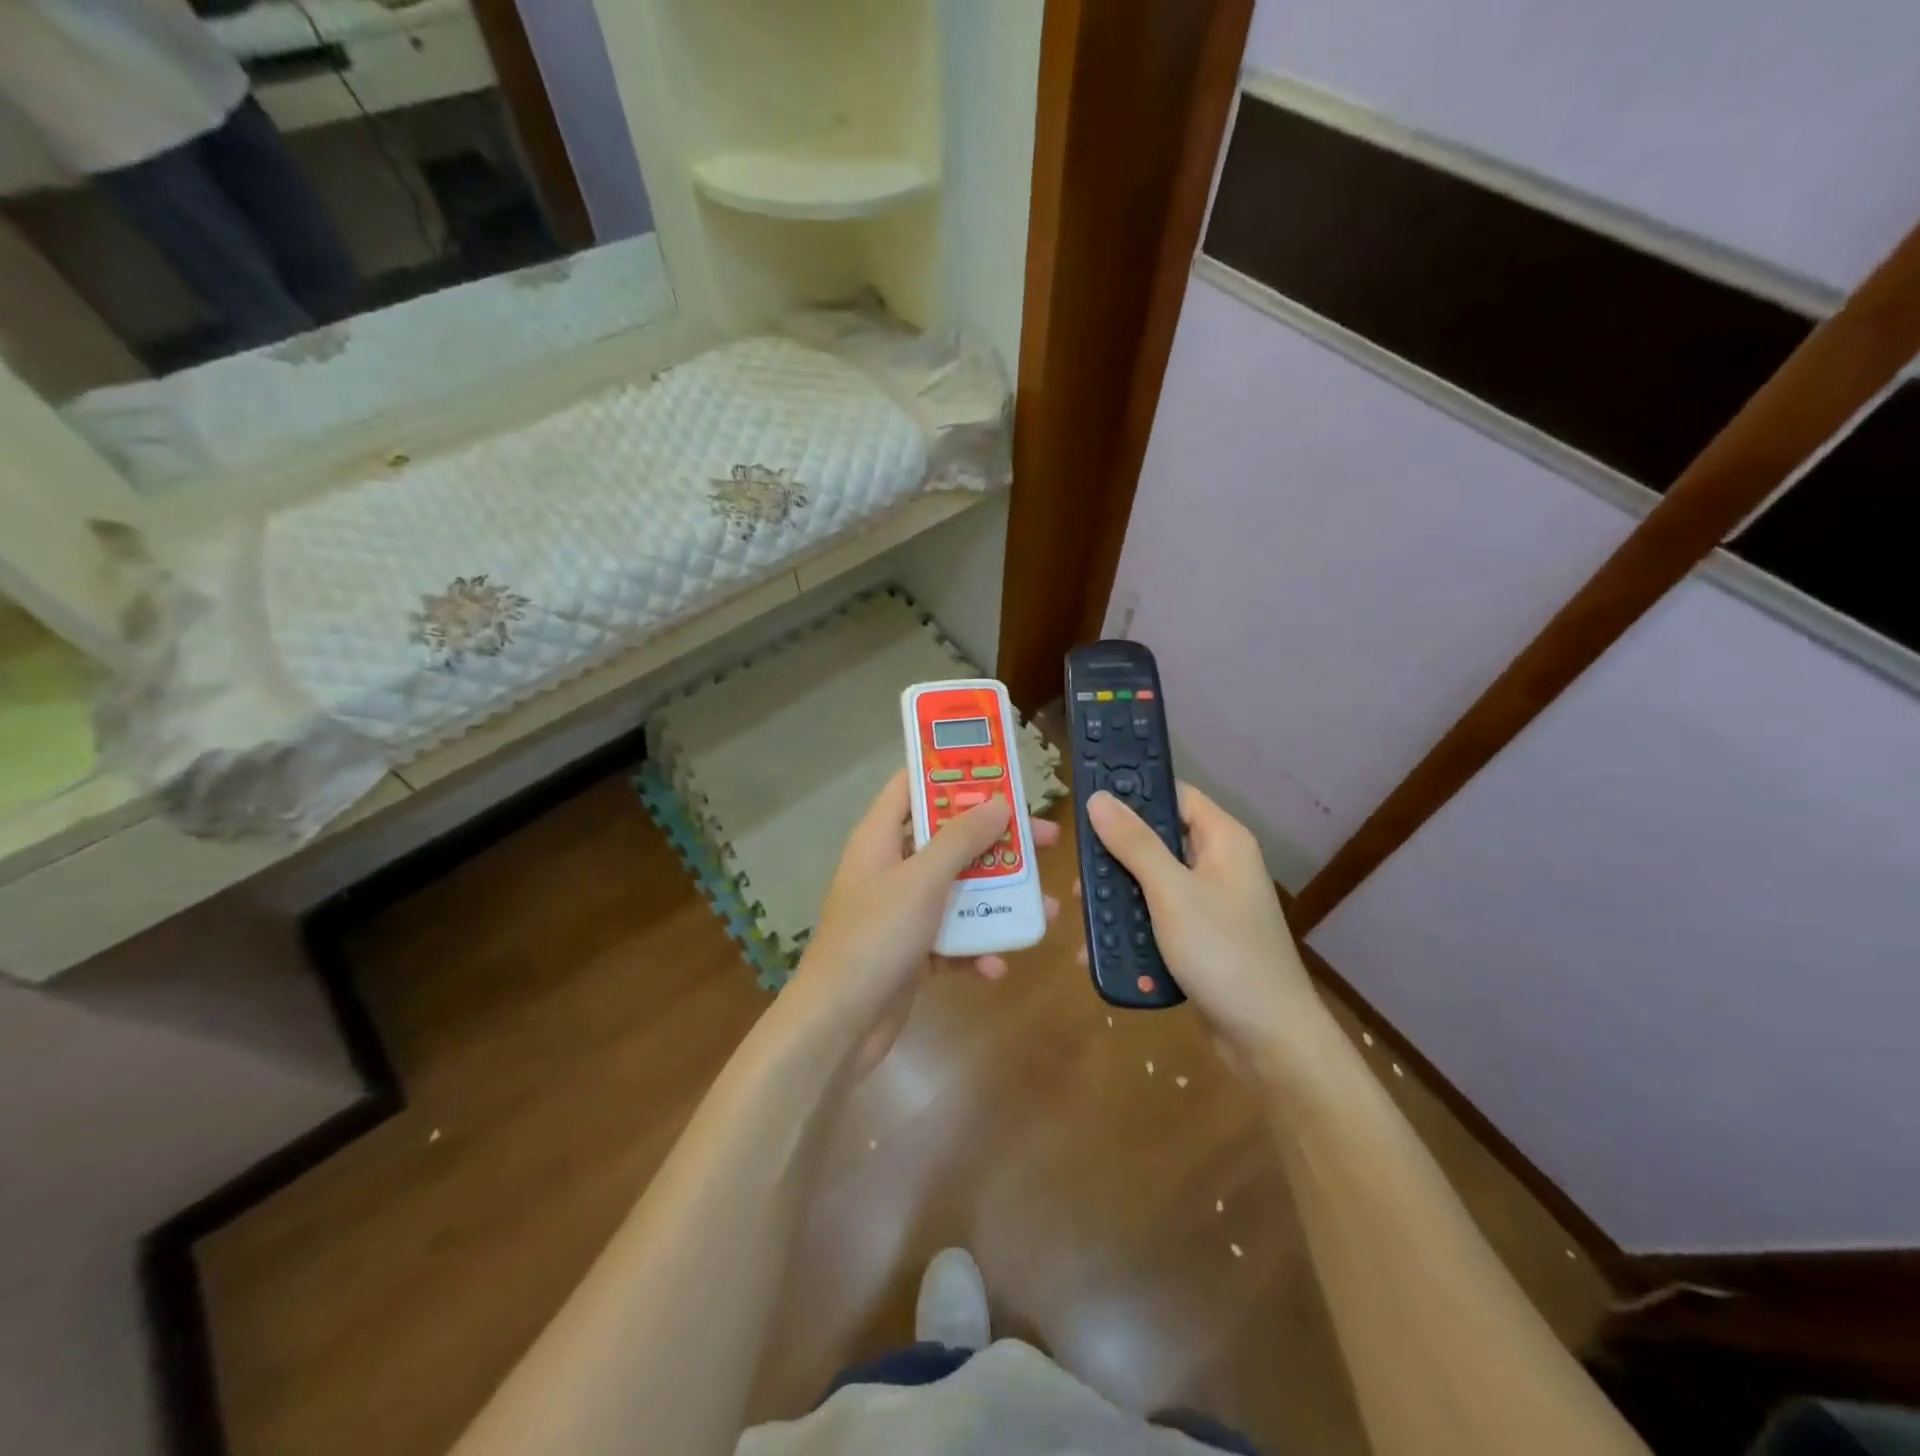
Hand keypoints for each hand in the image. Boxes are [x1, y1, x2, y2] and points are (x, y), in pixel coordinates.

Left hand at [785, 770, 1059, 1074]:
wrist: (838, 1026)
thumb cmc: (876, 938)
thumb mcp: (922, 881)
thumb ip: (960, 839)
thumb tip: (998, 801)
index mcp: (880, 838)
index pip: (911, 785)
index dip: (950, 771)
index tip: (997, 767)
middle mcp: (891, 867)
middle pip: (948, 837)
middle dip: (996, 839)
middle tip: (1045, 837)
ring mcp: (901, 910)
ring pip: (958, 889)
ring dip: (998, 897)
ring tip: (1045, 905)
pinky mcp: (912, 949)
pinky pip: (952, 937)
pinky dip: (975, 947)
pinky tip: (996, 965)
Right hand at [1083, 785, 1329, 1079]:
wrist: (1268, 1039)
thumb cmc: (1223, 953)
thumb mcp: (1172, 893)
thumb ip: (1134, 843)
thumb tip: (1099, 798)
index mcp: (1222, 840)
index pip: (1173, 794)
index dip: (1134, 792)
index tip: (1088, 800)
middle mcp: (1217, 864)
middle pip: (1156, 841)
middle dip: (1115, 858)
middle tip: (1081, 876)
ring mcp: (1209, 904)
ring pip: (1150, 883)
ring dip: (1118, 899)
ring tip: (1086, 917)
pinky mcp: (1199, 938)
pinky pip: (1157, 919)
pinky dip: (1132, 929)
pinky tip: (1103, 949)